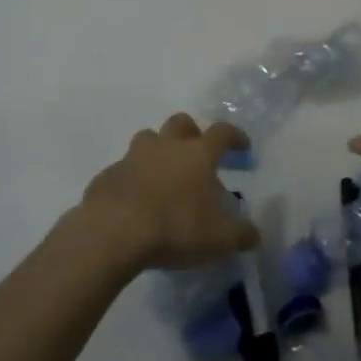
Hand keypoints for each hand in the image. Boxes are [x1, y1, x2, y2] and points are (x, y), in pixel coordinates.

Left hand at [73, 114, 258, 271]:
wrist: (111, 234)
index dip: (235, 136)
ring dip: (158, 150)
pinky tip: (135, 202)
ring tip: (164, 175)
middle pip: (180, 122)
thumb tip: (255, 235)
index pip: (222, 132)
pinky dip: (132, 179)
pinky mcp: (106, 177)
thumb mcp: (219, 239)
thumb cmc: (175, 227)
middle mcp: (166, 146)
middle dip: (191, 133)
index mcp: (198, 154)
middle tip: (197, 154)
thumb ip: (241, 235)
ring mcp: (132, 158)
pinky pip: (123, 170)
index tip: (242, 147)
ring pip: (147, 139)